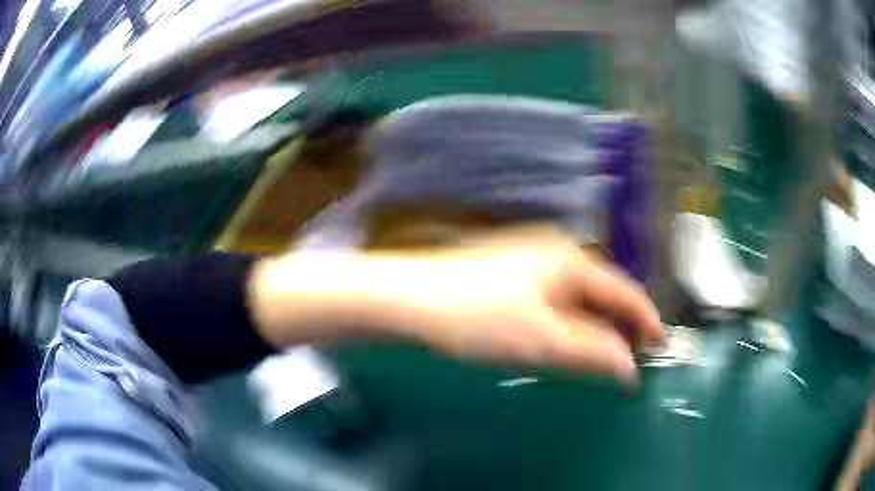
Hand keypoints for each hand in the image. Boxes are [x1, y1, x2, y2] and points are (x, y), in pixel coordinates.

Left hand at [381, 229, 661, 382]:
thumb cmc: (478, 318)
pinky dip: (571, 320)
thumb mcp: (543, 340)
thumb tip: (630, 368)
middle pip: (604, 291)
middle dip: (621, 324)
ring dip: (596, 324)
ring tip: (603, 353)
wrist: (409, 299)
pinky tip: (565, 337)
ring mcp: (531, 259)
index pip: (625, 291)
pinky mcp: (510, 273)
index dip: (646, 320)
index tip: (659, 347)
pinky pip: (556, 298)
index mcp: (571, 260)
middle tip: (630, 358)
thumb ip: (594, 352)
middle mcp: (556, 251)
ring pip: (579, 296)